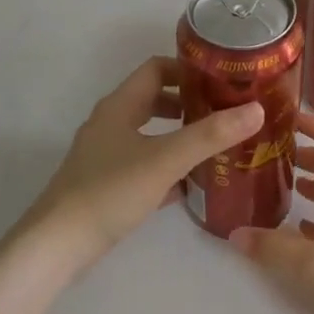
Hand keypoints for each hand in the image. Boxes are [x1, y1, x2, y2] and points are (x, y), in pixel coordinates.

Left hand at [24, 56, 264, 265]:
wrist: (57, 245)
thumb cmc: (110, 191)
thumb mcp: (165, 159)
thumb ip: (210, 135)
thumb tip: (256, 109)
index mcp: (119, 106)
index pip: (156, 68)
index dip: (188, 69)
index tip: (221, 79)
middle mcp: (110, 123)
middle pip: (153, 99)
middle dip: (188, 102)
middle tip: (224, 112)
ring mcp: (105, 155)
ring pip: (148, 133)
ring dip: (178, 134)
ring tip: (213, 145)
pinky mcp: (105, 184)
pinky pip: (143, 163)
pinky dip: (166, 165)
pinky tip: (190, 183)